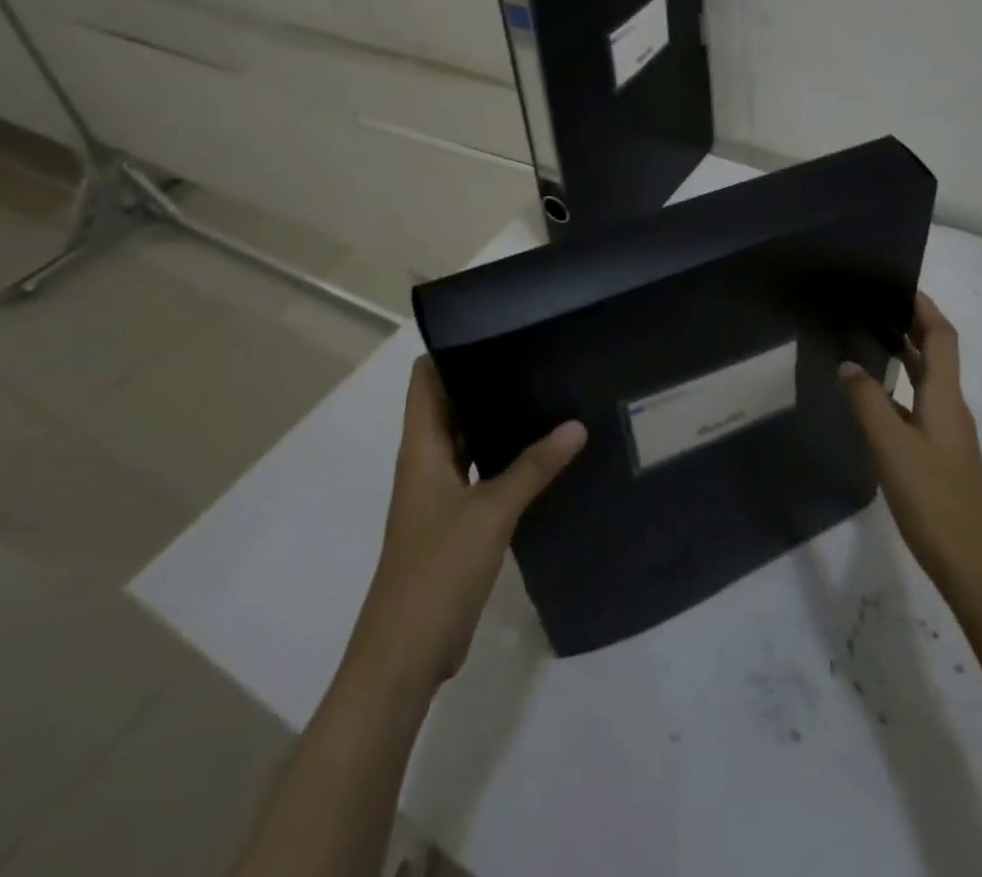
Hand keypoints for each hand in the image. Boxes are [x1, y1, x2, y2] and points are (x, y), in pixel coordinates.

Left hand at [363, 356, 586, 687]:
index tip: (495, 326)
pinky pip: (481, 472)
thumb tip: (576, 424)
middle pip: (449, 405)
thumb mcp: (491, 511)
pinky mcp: (456, 521)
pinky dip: (504, 456)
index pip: (426, 381)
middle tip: (536, 352)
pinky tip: (542, 450)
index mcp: (421, 450)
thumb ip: (534, 466)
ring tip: (546, 389)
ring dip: (497, 418)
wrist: (405, 656)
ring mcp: (440, 494)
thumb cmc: (437, 571)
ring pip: (468, 439)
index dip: (450, 349)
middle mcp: (427, 463)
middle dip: (485, 379)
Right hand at [838, 293, 981, 606]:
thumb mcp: (891, 446)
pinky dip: (902, 388)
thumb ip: (867, 402)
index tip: (901, 284)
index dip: (926, 308)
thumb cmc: (932, 499)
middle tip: (877, 306)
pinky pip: (921, 404)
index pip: (942, 337)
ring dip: (907, 355)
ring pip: (929, 380)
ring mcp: (949, 433)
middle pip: (938, 354)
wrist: (972, 563)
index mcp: (945, 398)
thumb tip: (849, 364)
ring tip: (872, 340)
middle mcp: (952, 407)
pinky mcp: (942, 454)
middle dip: (914, 325)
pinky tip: (877, 399)